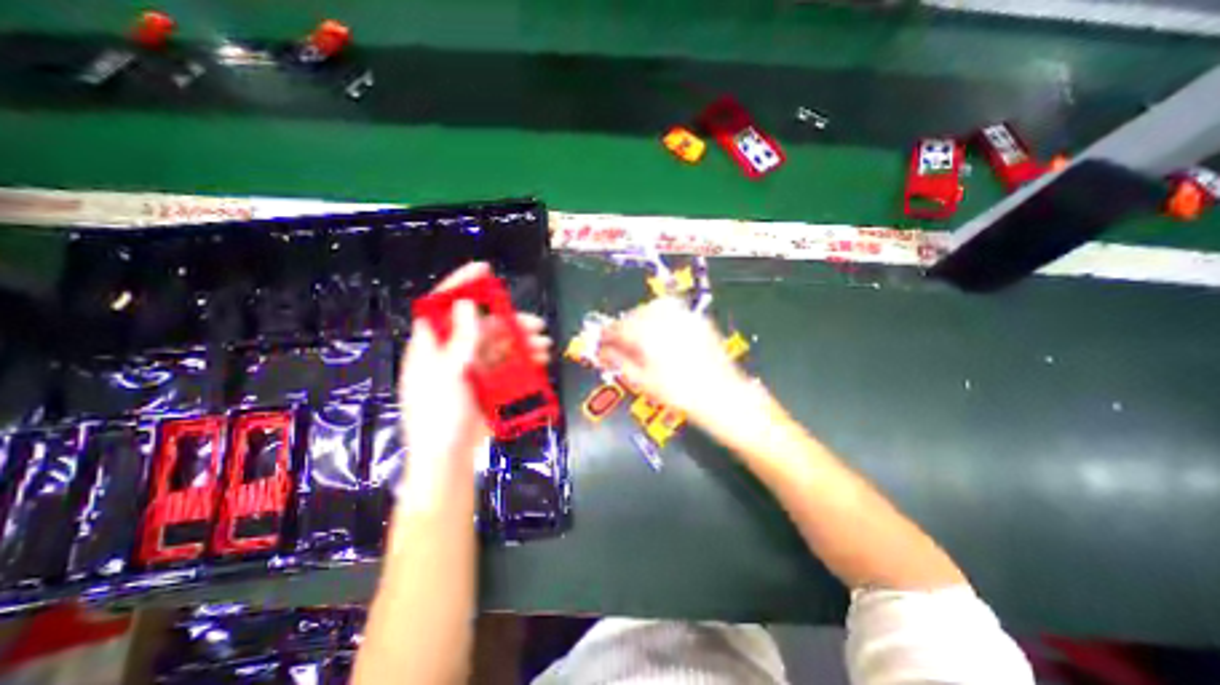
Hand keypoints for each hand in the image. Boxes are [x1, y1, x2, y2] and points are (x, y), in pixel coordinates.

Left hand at [398, 262, 549, 496]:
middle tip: (537, 325)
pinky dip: (523, 360)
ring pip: (500, 345)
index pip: (443, 306)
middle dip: (511, 322)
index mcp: (433, 346)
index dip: (462, 285)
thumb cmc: (440, 415)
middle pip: (482, 327)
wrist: (449, 459)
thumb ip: (461, 340)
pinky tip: (539, 360)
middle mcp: (452, 353)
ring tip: (544, 345)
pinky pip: (507, 364)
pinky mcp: (487, 384)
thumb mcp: (448, 374)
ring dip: (522, 342)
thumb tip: (465, 304)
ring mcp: (471, 369)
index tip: (484, 270)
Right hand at [601, 297, 753, 426]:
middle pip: (633, 315)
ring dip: (640, 319)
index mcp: (646, 333)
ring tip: (638, 338)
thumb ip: (618, 362)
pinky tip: (660, 332)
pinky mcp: (696, 319)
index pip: (617, 328)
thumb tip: (603, 351)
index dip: (605, 336)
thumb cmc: (679, 393)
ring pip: (651, 308)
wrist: (721, 395)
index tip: (601, 345)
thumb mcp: (642, 381)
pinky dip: (659, 317)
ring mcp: (682, 316)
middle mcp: (664, 318)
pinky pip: (670, 310)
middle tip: (619, 344)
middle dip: (623, 328)